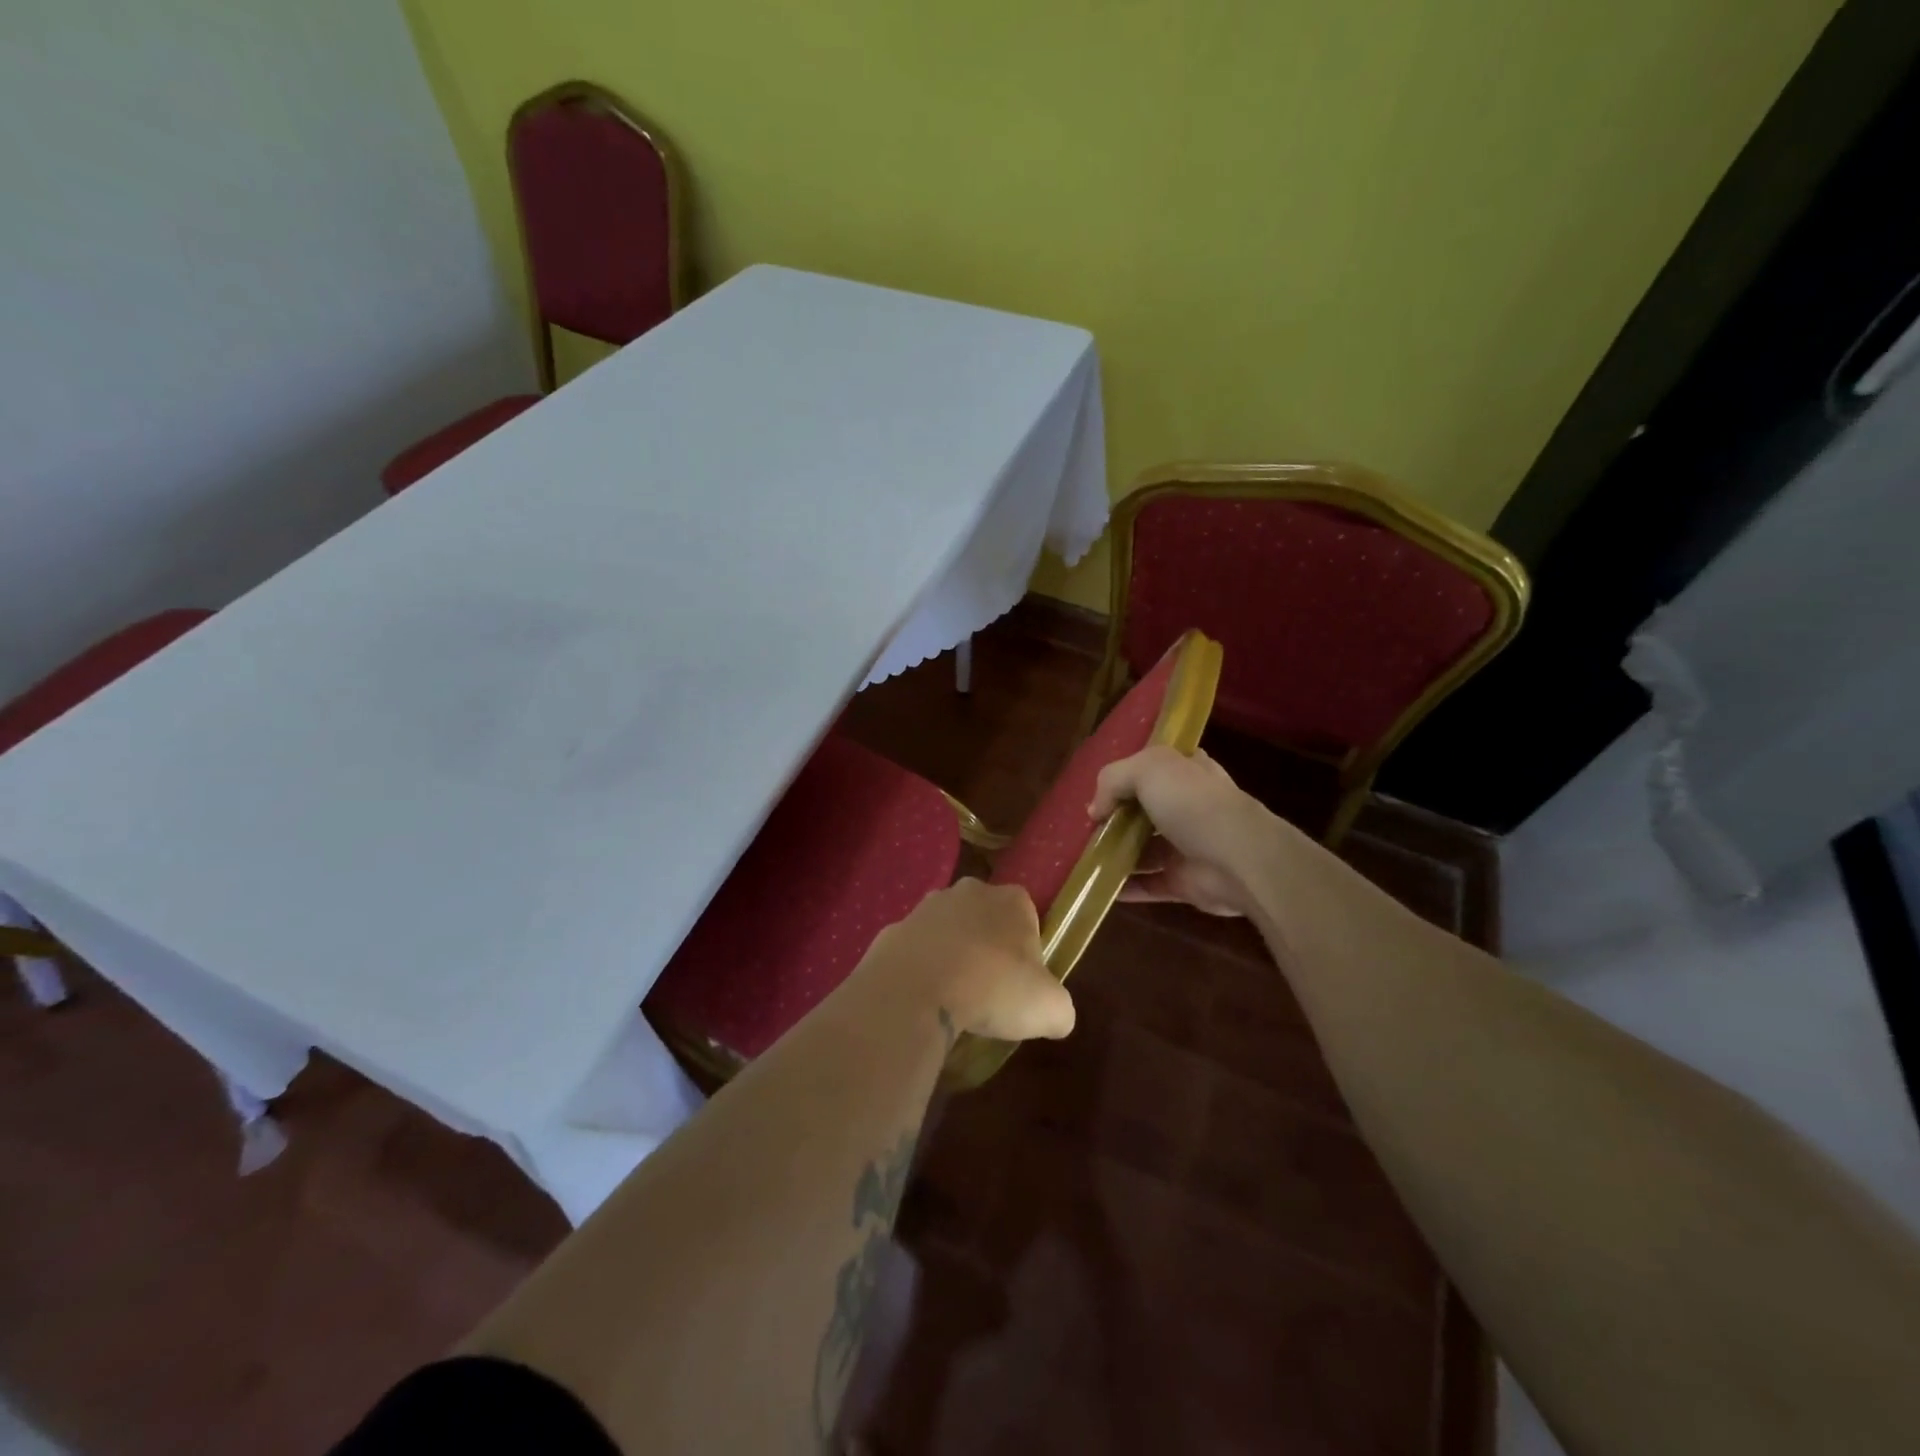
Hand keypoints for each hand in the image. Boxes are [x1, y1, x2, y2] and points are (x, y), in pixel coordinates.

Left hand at [856, 879, 1074, 1042]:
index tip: (1022, 984)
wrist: (915, 991)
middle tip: (989, 992)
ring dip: (952, 957)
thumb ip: (1060, 1008)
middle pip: (986, 920)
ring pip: (948, 932)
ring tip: (954, 1000)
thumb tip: (1056, 1017)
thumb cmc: (993, 988)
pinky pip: (915, 952)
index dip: (1028, 952)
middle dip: (988, 949)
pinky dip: (919, 971)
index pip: (1028, 918)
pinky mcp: (893, 930)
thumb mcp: (1049, 1009)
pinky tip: (923, 1000)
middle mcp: (969, 892)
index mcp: (1011, 900)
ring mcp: (926, 907)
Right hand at [1090, 746, 1272, 916]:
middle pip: (1145, 809)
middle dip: (1116, 817)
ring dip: (1116, 852)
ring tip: (1082, 856)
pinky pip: (1148, 884)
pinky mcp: (1184, 881)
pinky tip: (1096, 887)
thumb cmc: (1193, 803)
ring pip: (1144, 848)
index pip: (1155, 766)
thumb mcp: (1147, 769)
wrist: (1239, 859)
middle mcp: (1188, 806)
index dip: (1126, 774)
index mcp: (1187, 771)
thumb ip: (1113, 780)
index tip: (1098, 788)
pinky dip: (1124, 887)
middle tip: (1085, 825)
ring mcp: (1187, 846)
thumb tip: (1095, 810)